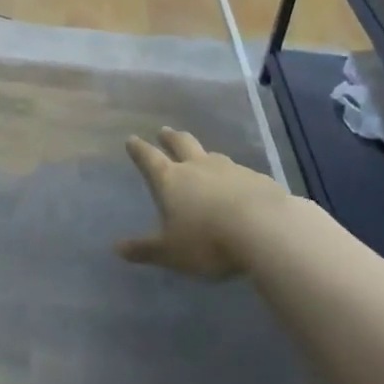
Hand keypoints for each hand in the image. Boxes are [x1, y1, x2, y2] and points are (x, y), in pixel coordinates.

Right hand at [118, 127, 274, 279]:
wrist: (266, 230)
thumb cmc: (208, 241)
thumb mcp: (171, 252)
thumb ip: (146, 249)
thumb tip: (117, 249)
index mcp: (171, 179)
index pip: (149, 158)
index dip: (139, 149)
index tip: (132, 139)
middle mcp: (198, 167)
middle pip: (181, 143)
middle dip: (170, 137)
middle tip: (164, 131)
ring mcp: (230, 169)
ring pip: (212, 155)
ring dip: (204, 155)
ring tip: (202, 157)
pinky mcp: (257, 179)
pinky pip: (240, 173)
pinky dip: (233, 176)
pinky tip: (239, 186)